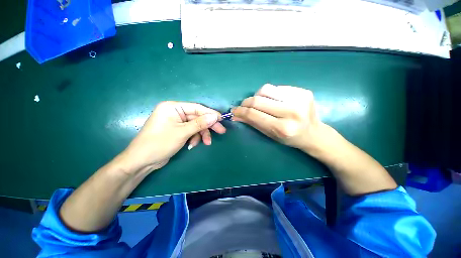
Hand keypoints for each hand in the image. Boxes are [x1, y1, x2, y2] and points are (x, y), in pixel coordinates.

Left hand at [120, 101, 225, 172]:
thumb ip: (200, 124)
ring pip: (195, 126)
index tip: (222, 119)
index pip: (196, 108)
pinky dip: (194, 138)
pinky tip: (192, 145)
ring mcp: (176, 122)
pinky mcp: (177, 130)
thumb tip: (215, 117)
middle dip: (208, 126)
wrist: (142, 161)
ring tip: (206, 143)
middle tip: (221, 131)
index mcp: (173, 107)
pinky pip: (190, 131)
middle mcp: (175, 112)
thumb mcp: (182, 132)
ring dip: (201, 134)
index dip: (210, 113)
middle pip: (197, 117)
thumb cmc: (160, 143)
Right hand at [232, 84, 322, 151]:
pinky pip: (277, 87)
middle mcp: (292, 112)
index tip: (234, 110)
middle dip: (246, 102)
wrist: (313, 133)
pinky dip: (270, 94)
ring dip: (257, 96)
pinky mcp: (303, 91)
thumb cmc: (289, 138)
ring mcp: (299, 99)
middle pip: (258, 100)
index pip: (254, 115)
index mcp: (283, 128)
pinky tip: (273, 100)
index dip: (241, 111)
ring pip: (266, 89)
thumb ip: (252, 123)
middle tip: (243, 105)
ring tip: (259, 103)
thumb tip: (236, 115)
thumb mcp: (269, 135)